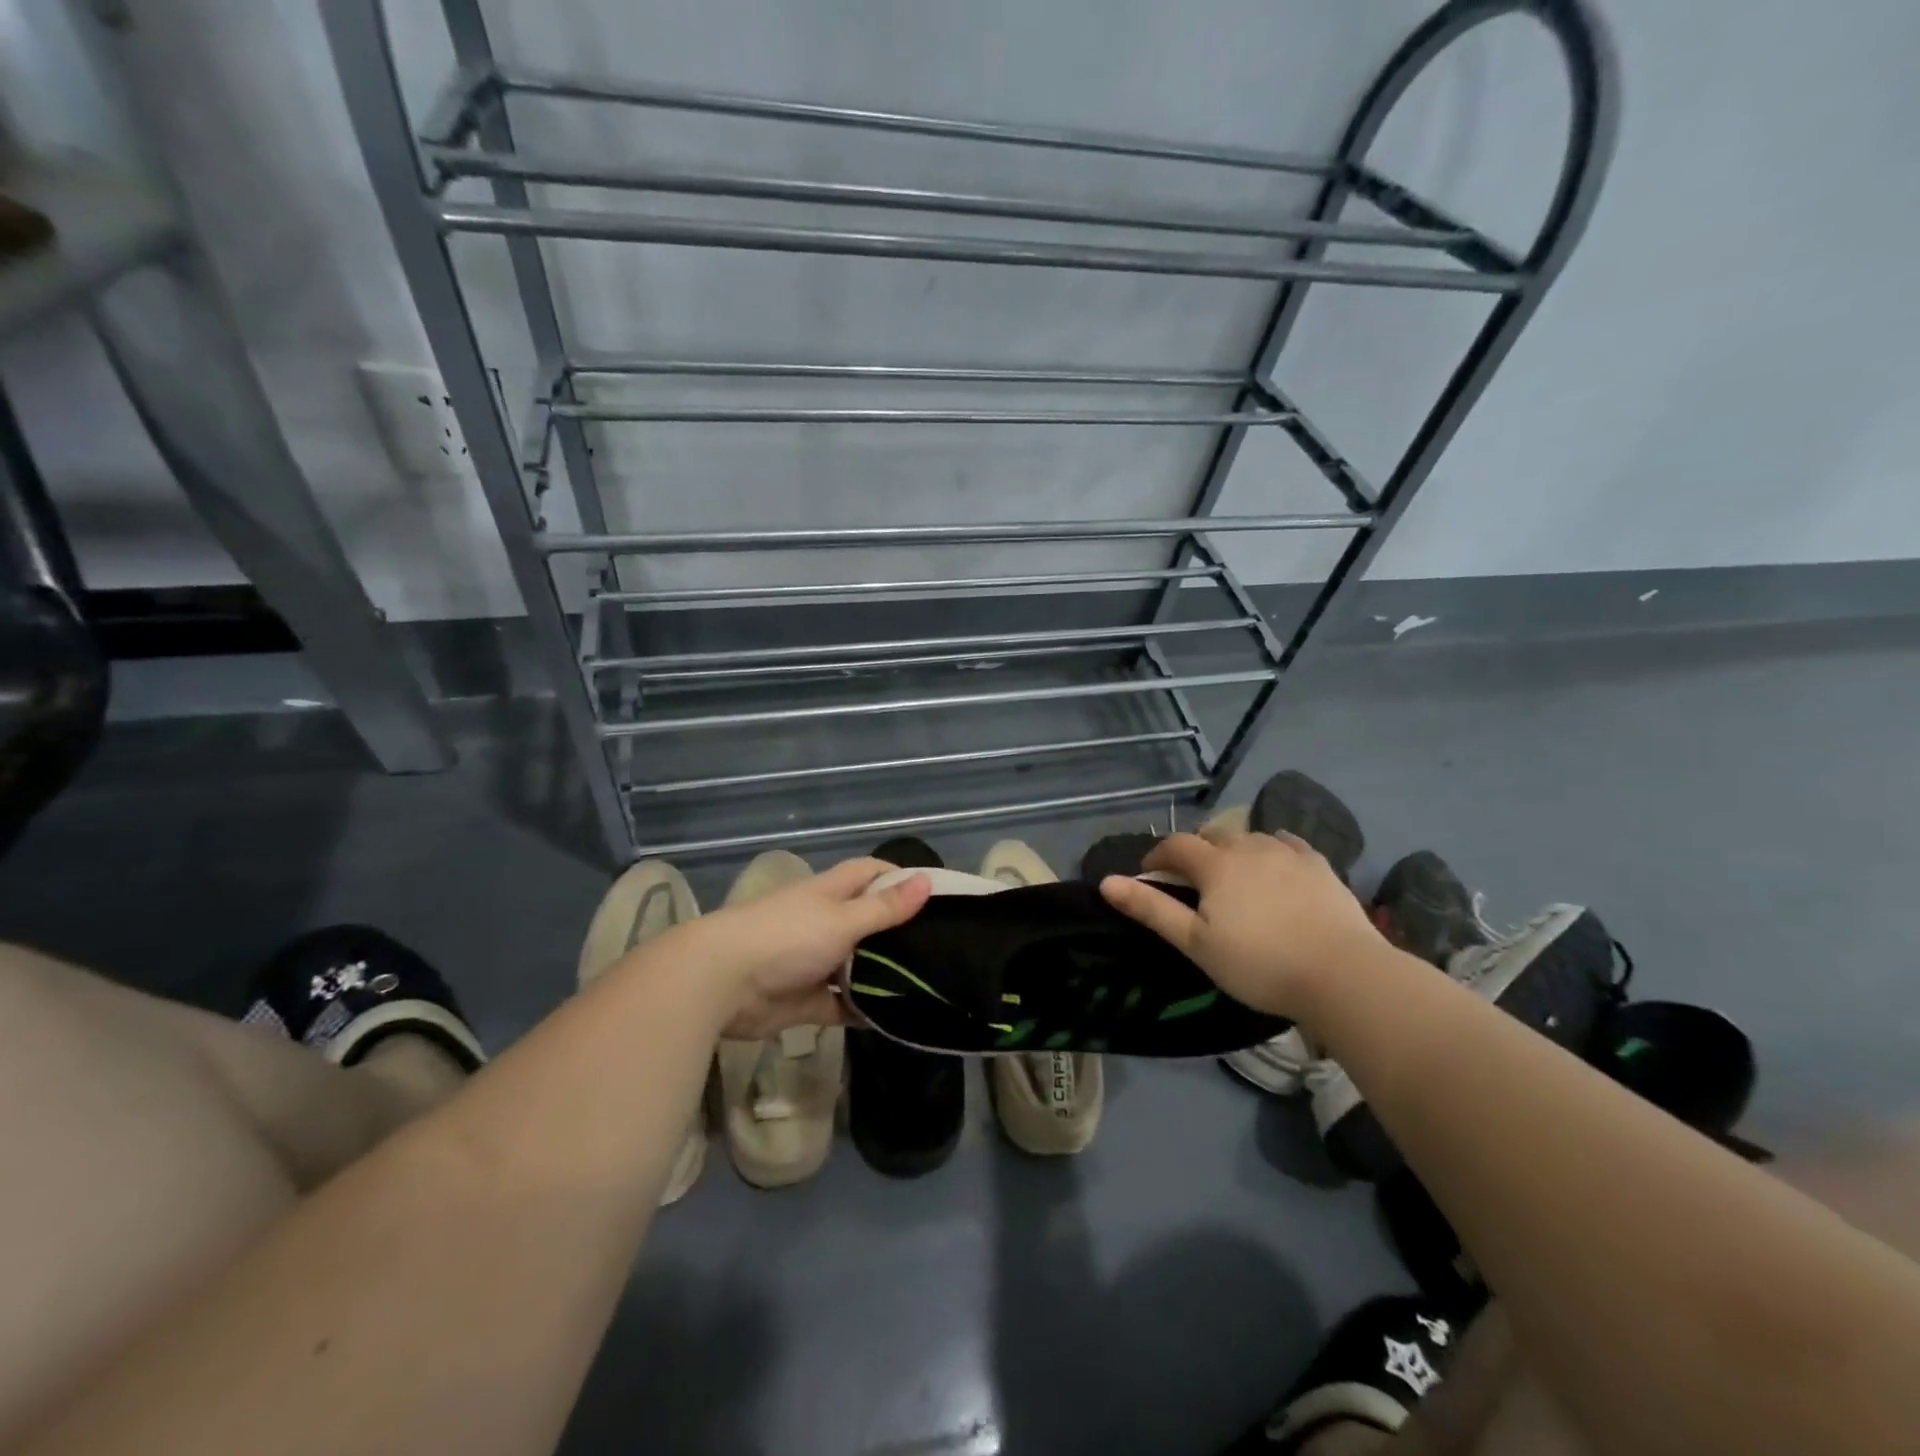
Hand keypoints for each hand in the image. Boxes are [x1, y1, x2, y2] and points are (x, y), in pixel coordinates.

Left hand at [680, 857, 931, 1037]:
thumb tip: (928, 880)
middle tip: (943, 947)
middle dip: (899, 932)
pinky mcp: (807, 1000)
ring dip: (884, 975)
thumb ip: (885, 908)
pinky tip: (897, 1018)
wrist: (721, 983)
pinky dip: (864, 1011)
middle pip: (869, 921)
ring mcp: (815, 962)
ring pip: (858, 966)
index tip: (936, 894)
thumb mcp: (842, 919)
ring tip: (930, 984)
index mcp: (830, 893)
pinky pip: (843, 1005)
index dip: (900, 878)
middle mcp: (825, 922)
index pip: (870, 873)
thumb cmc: (786, 937)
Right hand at [1098, 826, 1380, 1018]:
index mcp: (1215, 864)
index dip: (1157, 857)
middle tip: (1193, 881)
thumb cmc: (1259, 963)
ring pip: (1250, 837)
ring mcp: (1288, 853)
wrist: (1342, 974)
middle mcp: (1248, 846)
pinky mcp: (1320, 865)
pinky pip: (1287, 843)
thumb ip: (1151, 909)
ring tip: (1234, 877)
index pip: (1175, 845)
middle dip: (1195, 851)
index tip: (1150, 875)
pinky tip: (1276, 866)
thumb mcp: (1195, 943)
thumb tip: (1107, 882)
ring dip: (1233, 849)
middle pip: (1212, 835)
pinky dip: (1272, 849)